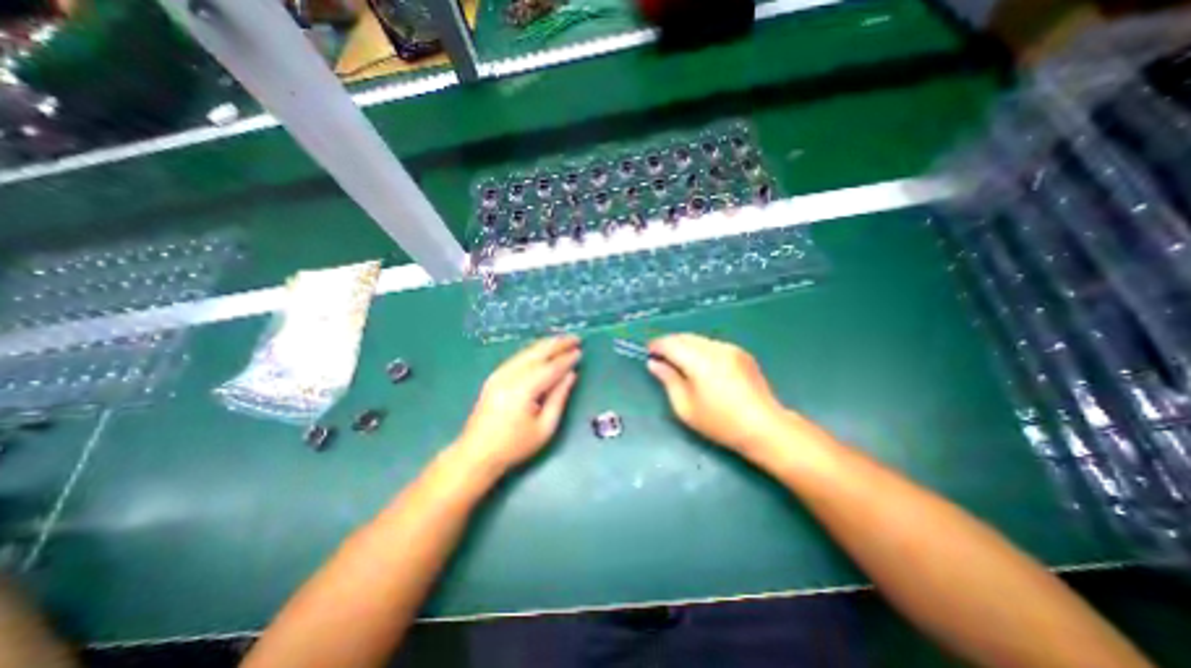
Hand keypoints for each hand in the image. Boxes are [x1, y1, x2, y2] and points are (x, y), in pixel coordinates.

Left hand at [451, 337, 582, 472]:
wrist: (476, 454)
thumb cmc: (514, 446)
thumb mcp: (545, 427)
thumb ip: (559, 398)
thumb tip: (571, 375)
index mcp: (523, 390)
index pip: (550, 368)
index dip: (566, 359)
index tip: (580, 351)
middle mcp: (509, 376)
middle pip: (537, 353)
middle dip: (557, 343)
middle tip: (575, 338)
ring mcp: (499, 374)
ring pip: (526, 352)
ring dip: (545, 344)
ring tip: (562, 340)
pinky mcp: (494, 377)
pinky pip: (517, 357)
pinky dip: (532, 351)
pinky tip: (541, 350)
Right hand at [647, 335, 787, 452]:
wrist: (764, 427)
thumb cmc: (720, 422)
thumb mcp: (685, 407)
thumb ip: (668, 380)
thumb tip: (654, 364)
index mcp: (700, 361)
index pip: (671, 343)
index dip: (657, 345)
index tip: (648, 352)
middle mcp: (715, 348)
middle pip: (685, 337)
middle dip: (670, 343)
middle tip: (660, 357)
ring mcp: (731, 349)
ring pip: (699, 339)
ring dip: (685, 345)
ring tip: (678, 361)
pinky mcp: (741, 353)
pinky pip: (712, 344)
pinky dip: (700, 349)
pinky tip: (699, 364)